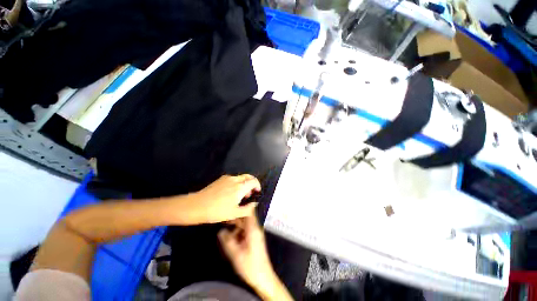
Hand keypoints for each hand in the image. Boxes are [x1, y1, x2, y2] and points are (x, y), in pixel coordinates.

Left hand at [187, 175, 260, 223]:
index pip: (253, 181)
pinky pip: (233, 179)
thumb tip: (255, 204)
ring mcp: (227, 178)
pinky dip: (236, 183)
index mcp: (240, 187)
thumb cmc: (217, 211)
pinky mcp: (220, 179)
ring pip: (240, 177)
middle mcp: (235, 180)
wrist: (197, 206)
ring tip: (240, 195)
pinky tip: (230, 193)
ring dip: (244, 184)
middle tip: (249, 193)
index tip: (257, 191)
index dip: (257, 185)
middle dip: (251, 183)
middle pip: (248, 176)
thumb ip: (247, 209)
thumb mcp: (234, 213)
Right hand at [218, 215, 292, 299]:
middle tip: (224, 218)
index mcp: (253, 230)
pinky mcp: (254, 240)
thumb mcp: (236, 254)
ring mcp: (255, 234)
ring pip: (245, 225)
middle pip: (246, 219)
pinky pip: (246, 232)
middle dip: (235, 218)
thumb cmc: (250, 265)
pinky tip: (231, 238)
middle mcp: (255, 229)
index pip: (249, 212)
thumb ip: (228, 241)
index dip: (242, 207)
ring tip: (225, 228)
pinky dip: (239, 232)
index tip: (232, 205)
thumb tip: (220, 231)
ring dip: (236, 226)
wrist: (263, 277)